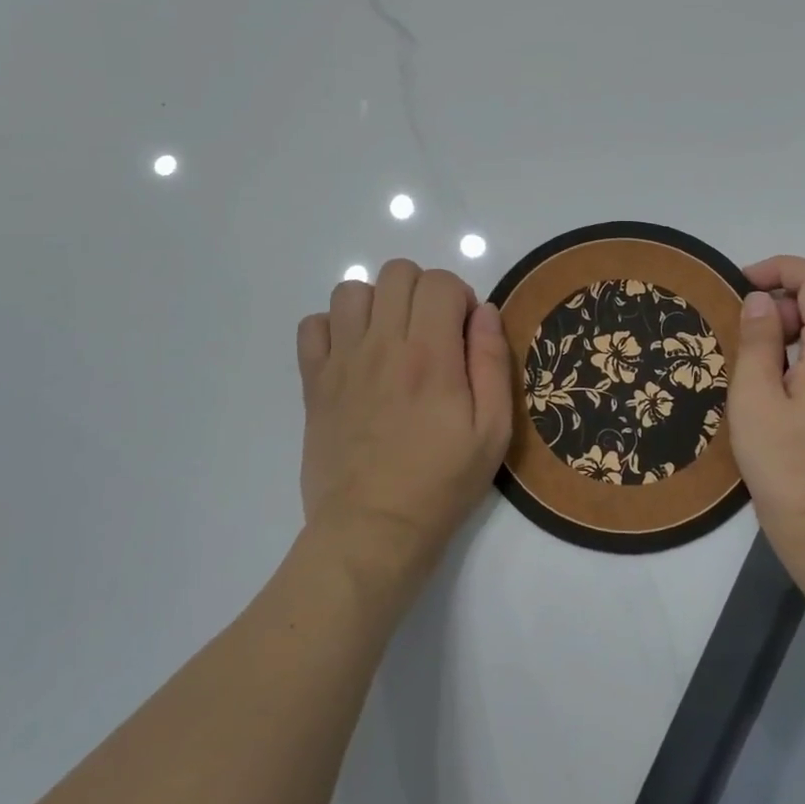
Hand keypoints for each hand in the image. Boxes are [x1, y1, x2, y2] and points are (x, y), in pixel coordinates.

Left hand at [296, 260, 513, 590]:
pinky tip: (353, 356)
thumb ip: (492, 363)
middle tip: (432, 332)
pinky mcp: (314, 382)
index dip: (458, 296)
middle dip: (422, 291)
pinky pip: (312, 325)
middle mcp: (382, 345)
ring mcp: (342, 361)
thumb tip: (484, 312)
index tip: (463, 331)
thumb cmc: (441, 483)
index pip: (439, 282)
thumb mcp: (492, 431)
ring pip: (352, 290)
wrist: (372, 530)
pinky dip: (333, 328)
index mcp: (430, 355)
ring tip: (391, 339)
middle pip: (397, 272)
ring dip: (378, 303)